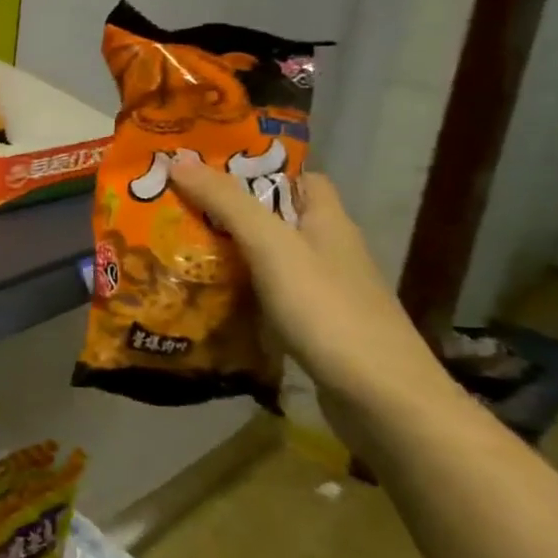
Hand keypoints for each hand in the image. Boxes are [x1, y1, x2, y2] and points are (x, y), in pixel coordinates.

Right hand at [165, 156, 453, 418]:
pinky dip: (241, 293)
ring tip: (178, 249)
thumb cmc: (327, 310)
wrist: (381, 399)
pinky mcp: (317, 329)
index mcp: (329, 222)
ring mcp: (326, 293)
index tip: (209, 168)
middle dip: (231, 212)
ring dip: (231, 254)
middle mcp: (331, 252)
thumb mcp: (272, 247)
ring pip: (271, 260)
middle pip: (279, 219)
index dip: (260, 168)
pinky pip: (270, 297)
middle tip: (176, 208)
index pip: (301, 178)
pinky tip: (208, 300)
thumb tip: (178, 159)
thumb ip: (228, 203)